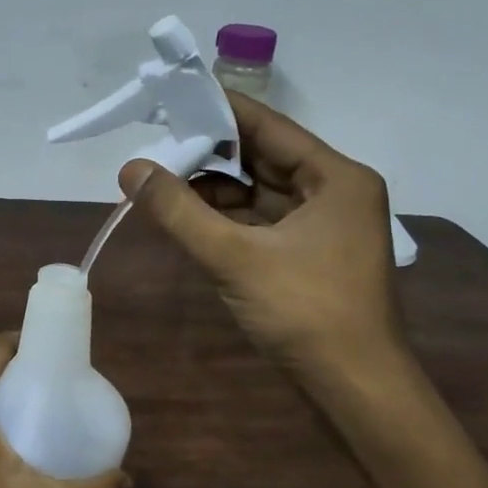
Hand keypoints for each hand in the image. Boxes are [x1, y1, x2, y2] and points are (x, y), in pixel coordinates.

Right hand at [122, 91, 409, 398]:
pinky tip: (186, 214)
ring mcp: (323, 226)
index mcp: (335, 178)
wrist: (358, 393)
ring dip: (213, 187)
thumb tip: (129, 168)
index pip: (268, 125)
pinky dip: (225, 217)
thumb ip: (178, 211)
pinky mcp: (309, 255)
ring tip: (160, 177)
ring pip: (258, 191)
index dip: (219, 109)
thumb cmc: (306, 313)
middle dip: (209, 151)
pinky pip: (260, 220)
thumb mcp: (234, 257)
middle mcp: (334, 192)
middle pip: (262, 157)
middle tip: (155, 138)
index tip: (173, 95)